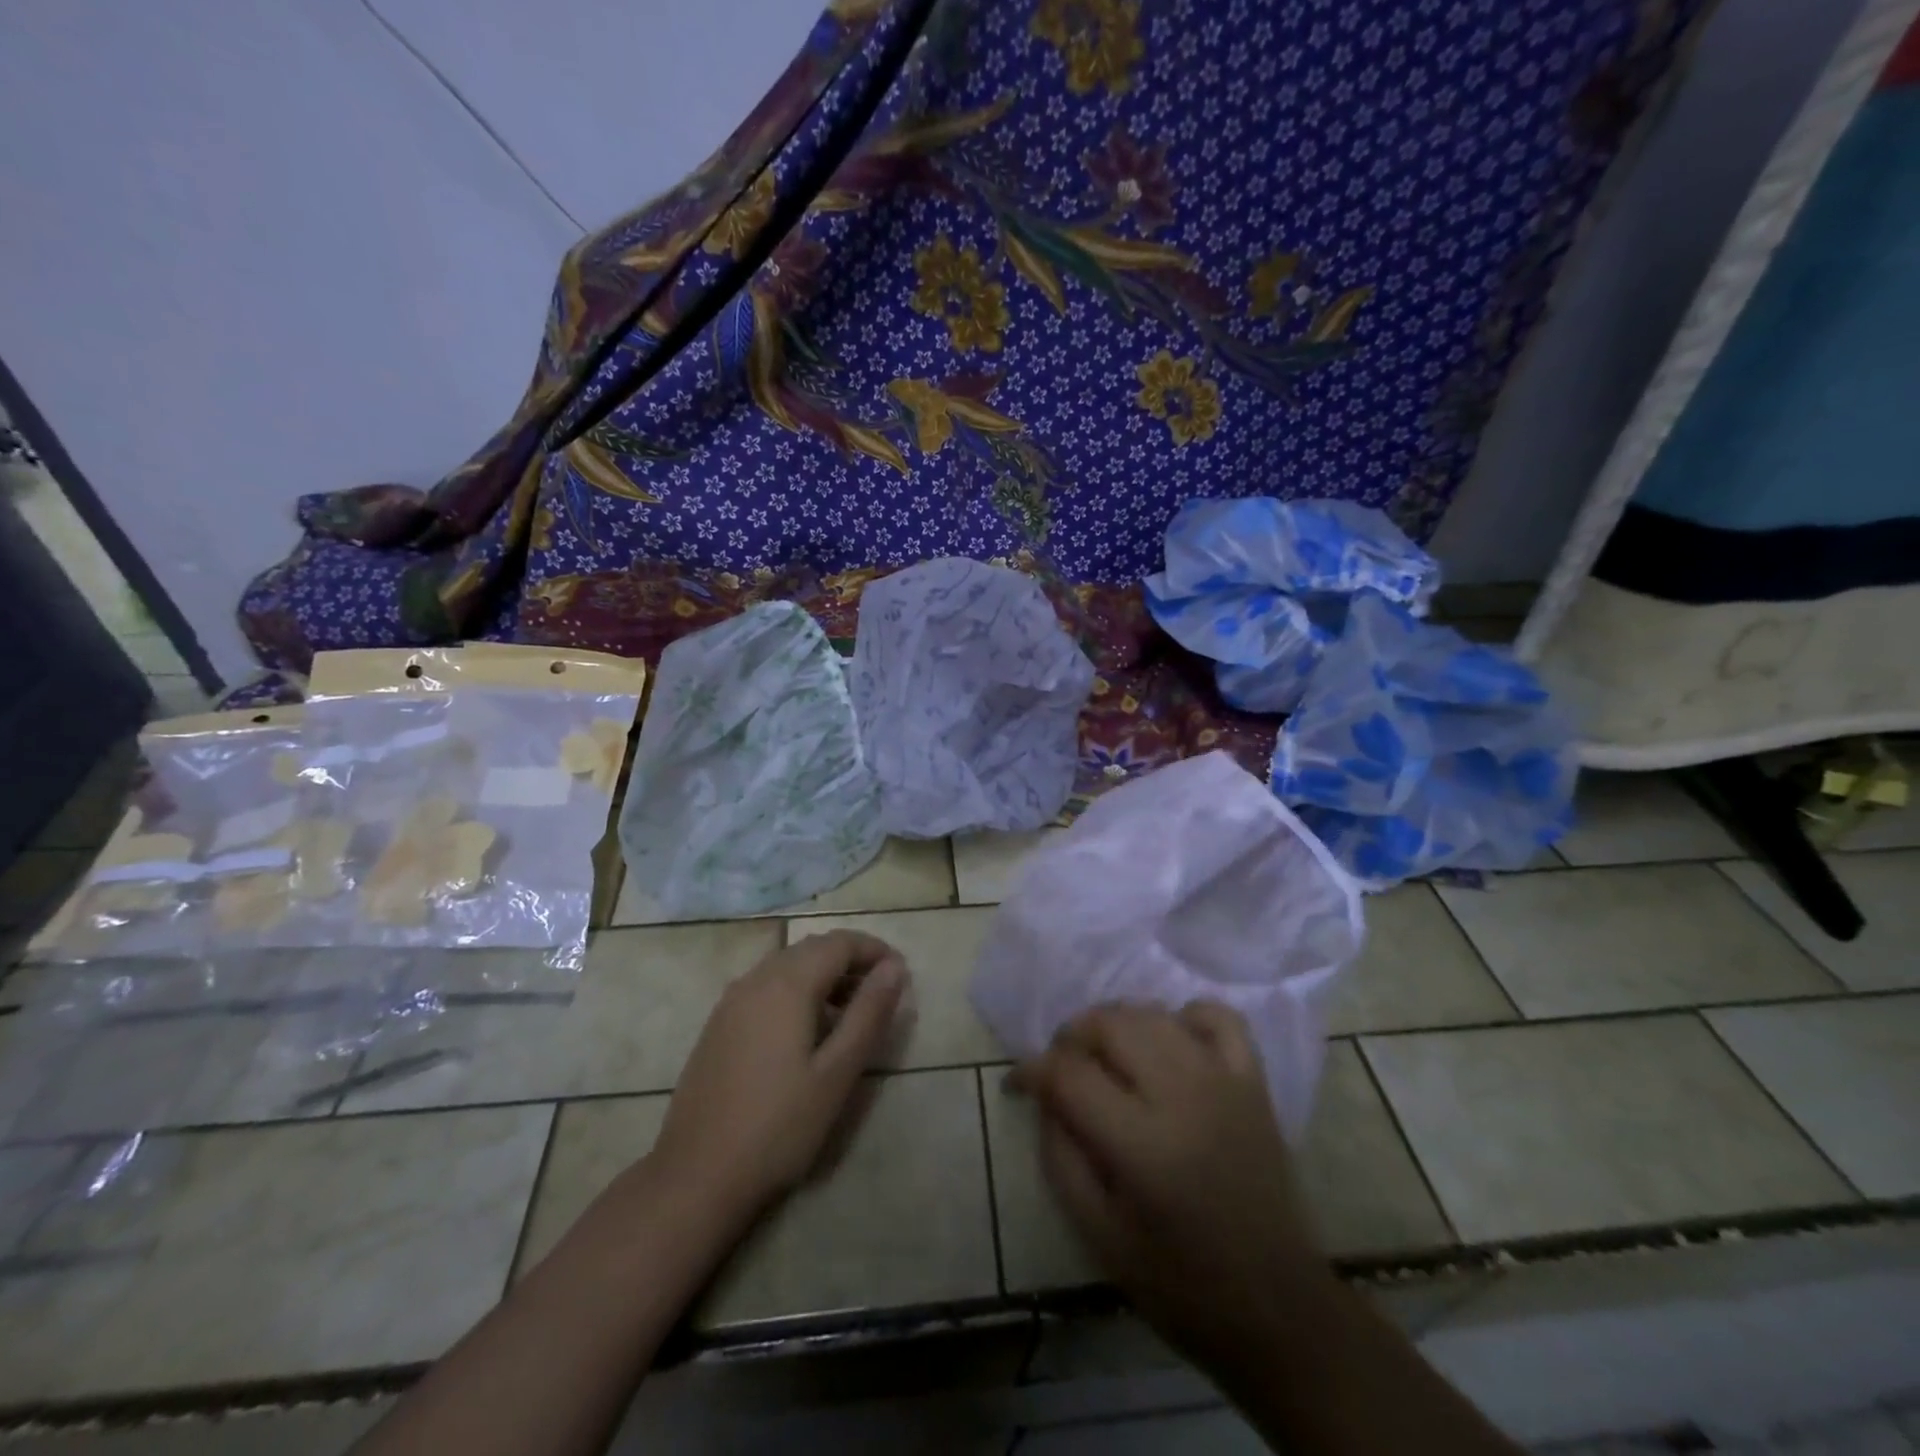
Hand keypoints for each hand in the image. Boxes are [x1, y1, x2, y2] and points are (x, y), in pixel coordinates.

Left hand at [646, 930, 907, 1228]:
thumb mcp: (837, 1072)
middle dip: (851, 961)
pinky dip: (796, 992)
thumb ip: (869, 1013)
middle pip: (812, 949)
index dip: (875, 950)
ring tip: (850, 1014)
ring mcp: (730, 1002)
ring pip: (787, 967)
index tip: (902, 975)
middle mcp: (755, 979)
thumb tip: (895, 967)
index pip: (840, 942)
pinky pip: (766, 988)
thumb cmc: (778, 1126)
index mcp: (787, 984)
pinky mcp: (718, 1026)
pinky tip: (806, 1033)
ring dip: (824, 976)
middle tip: (881, 995)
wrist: (696, 1177)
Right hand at [1009, 1002, 1323, 1370]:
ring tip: (1104, 1055)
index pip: (1069, 1074)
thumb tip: (1044, 1096)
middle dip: (1071, 1037)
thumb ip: (1061, 1156)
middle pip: (1109, 1025)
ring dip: (1116, 1023)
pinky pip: (1216, 1016)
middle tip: (1061, 1069)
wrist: (1279, 1308)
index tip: (1017, 1083)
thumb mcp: (1099, 1235)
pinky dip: (1184, 1016)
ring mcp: (1224, 1081)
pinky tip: (1169, 1042)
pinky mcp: (1254, 1081)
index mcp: (1143, 1146)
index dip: (1031, 1070)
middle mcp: (1183, 1096)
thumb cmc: (1181, 1284)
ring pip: (1152, 1013)